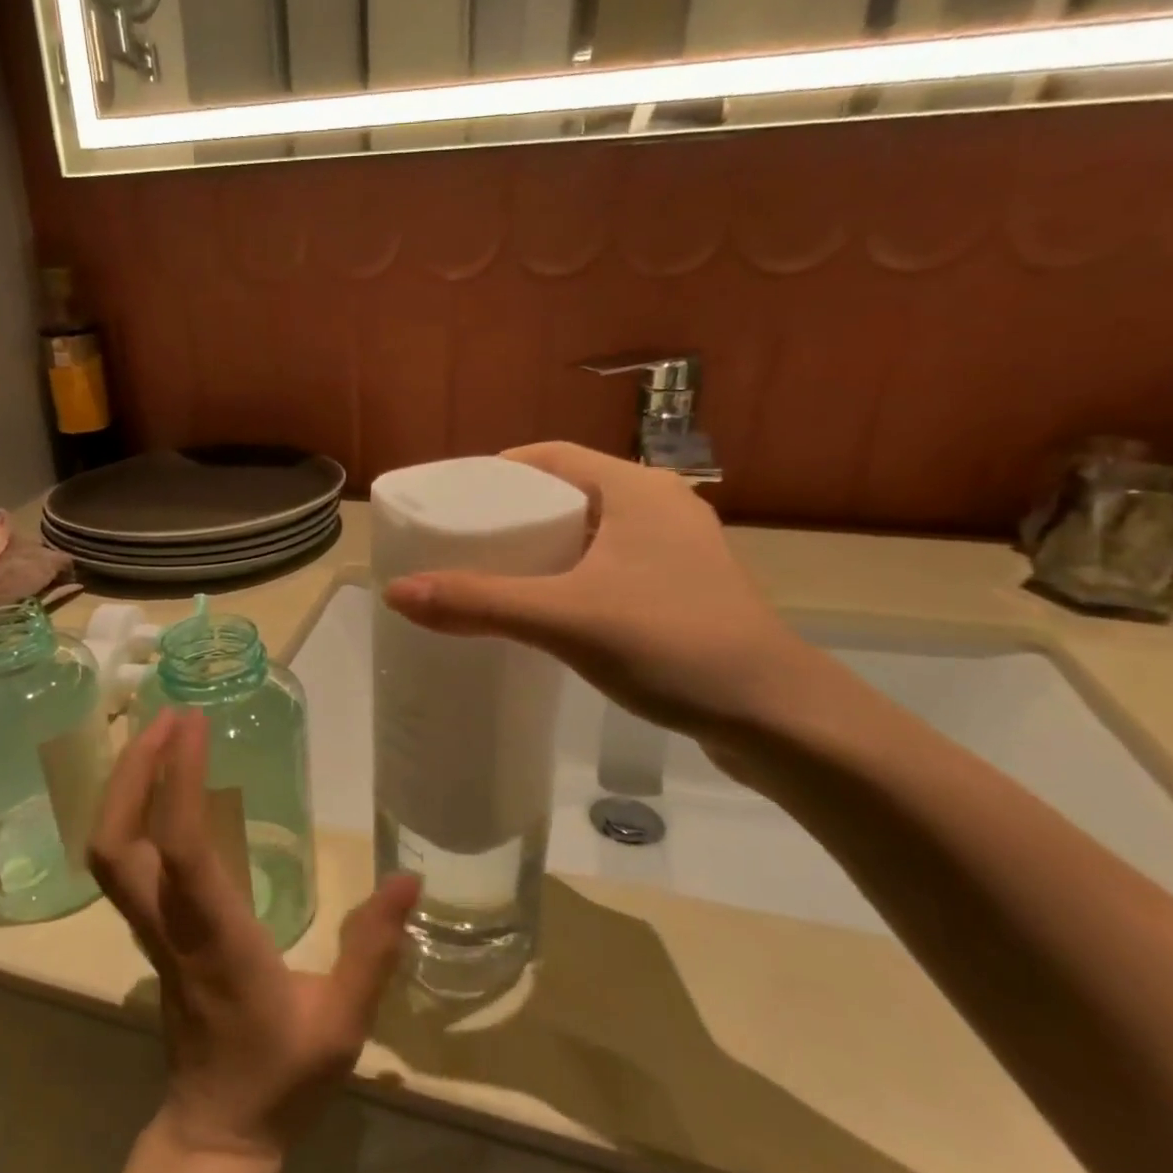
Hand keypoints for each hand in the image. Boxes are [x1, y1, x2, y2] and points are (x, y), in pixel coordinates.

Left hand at [88, 710, 420, 1161]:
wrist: (217, 1132)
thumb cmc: (280, 1077)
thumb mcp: (343, 1024)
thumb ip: (373, 950)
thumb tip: (409, 879)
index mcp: (216, 939)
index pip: (182, 850)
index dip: (178, 780)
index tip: (193, 724)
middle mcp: (170, 926)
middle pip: (116, 844)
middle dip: (133, 771)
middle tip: (167, 716)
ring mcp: (152, 930)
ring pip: (109, 853)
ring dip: (126, 786)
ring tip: (161, 735)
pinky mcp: (152, 932)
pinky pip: (124, 863)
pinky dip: (132, 812)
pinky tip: (163, 786)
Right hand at [383, 442, 817, 745]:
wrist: (775, 716)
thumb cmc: (671, 644)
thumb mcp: (565, 619)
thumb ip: (480, 603)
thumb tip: (396, 592)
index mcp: (637, 489)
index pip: (552, 456)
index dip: (498, 471)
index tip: (454, 499)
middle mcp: (661, 508)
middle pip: (570, 493)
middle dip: (516, 512)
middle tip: (464, 541)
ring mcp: (678, 553)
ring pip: (592, 533)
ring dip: (545, 547)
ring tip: (494, 574)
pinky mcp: (684, 593)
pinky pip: (611, 567)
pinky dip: (572, 576)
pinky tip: (547, 609)